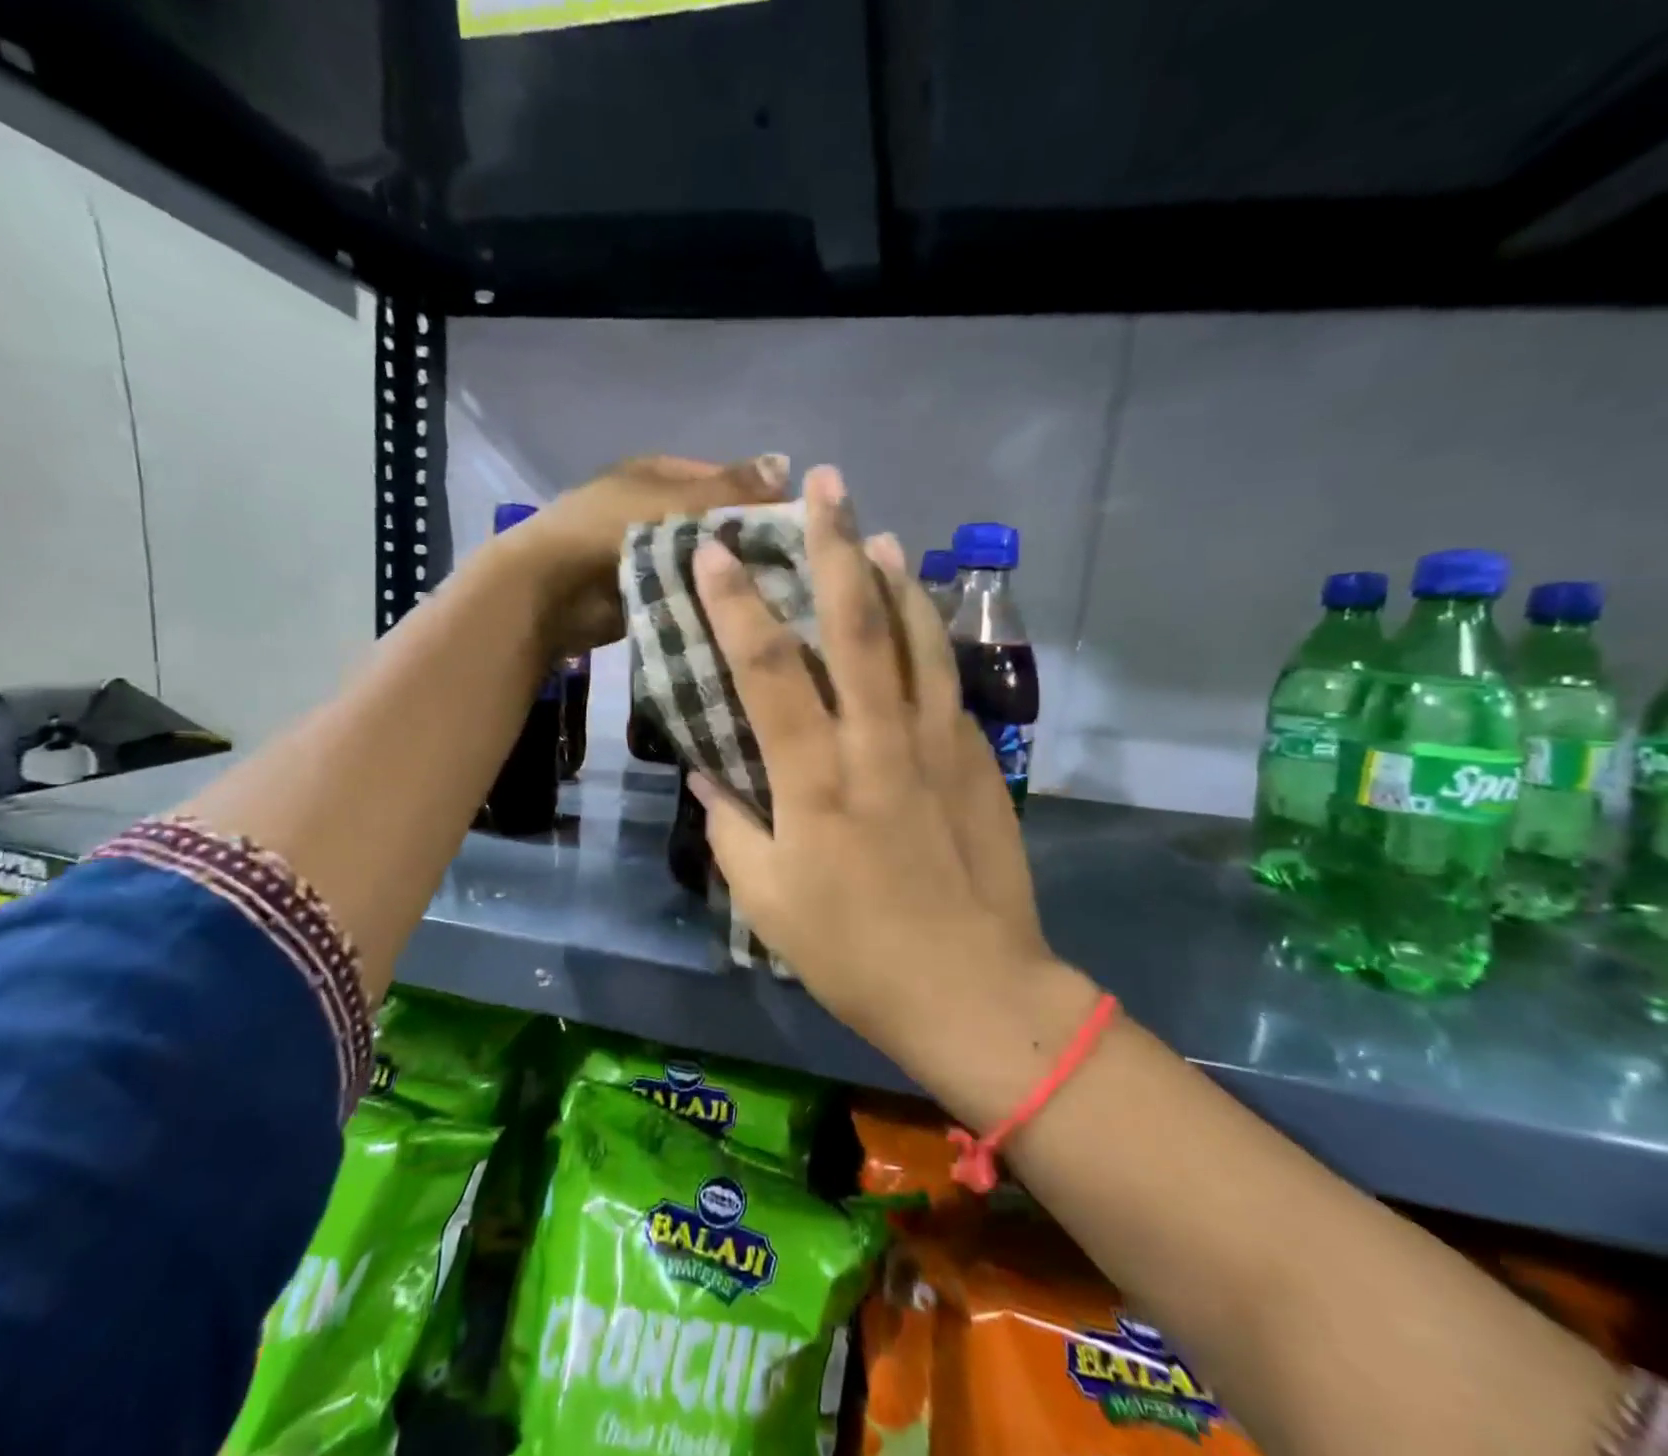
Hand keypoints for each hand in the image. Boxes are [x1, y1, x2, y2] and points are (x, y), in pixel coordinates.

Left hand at [496, 454, 788, 659]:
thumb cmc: (608, 530)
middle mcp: (655, 508)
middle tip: (790, 569)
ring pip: (701, 561)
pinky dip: (706, 600)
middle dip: (744, 543)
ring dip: (726, 576)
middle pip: (713, 523)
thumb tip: (786, 463)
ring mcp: (647, 553)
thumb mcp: (673, 500)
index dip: (758, 499)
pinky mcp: (644, 592)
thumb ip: (728, 489)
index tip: (795, 528)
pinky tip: (739, 615)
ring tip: (772, 596)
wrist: (550, 590)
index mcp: (659, 474)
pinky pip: (685, 592)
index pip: (723, 479)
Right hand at [689, 465, 1093, 1120]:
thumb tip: (702, 773)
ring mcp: (938, 745)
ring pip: (916, 638)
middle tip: (824, 486)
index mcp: (815, 781)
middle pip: (857, 625)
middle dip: (834, 547)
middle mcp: (878, 744)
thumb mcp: (766, 900)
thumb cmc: (853, 953)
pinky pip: (945, 680)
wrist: (973, 990)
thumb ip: (729, 827)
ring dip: (893, 576)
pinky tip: (918, 615)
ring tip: (875, 532)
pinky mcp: (977, 759)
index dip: (736, 604)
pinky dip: (928, 635)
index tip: (714, 550)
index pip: (768, 670)